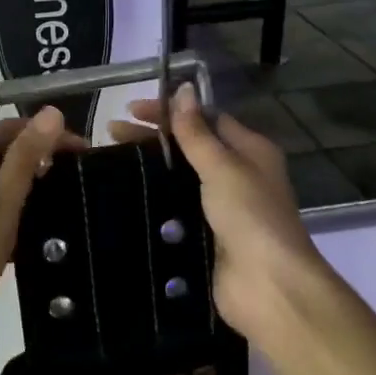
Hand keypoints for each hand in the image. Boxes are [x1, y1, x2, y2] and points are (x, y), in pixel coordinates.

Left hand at [0, 107, 83, 363]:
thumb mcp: (2, 204)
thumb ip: (26, 157)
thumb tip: (51, 112)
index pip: (9, 129)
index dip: (47, 136)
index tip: (84, 155)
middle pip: (3, 152)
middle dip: (41, 163)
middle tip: (79, 181)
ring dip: (29, 189)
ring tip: (66, 203)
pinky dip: (14, 211)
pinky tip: (38, 230)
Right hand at [110, 88, 334, 343]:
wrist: (266, 286)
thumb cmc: (249, 215)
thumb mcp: (222, 166)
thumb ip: (197, 131)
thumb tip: (182, 88)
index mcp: (250, 151)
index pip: (206, 119)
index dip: (171, 111)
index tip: (131, 109)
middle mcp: (238, 175)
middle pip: (190, 147)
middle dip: (153, 137)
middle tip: (110, 133)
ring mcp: (220, 208)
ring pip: (179, 179)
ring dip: (150, 168)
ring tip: (110, 161)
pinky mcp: (204, 236)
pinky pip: (175, 209)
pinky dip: (153, 200)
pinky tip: (123, 196)